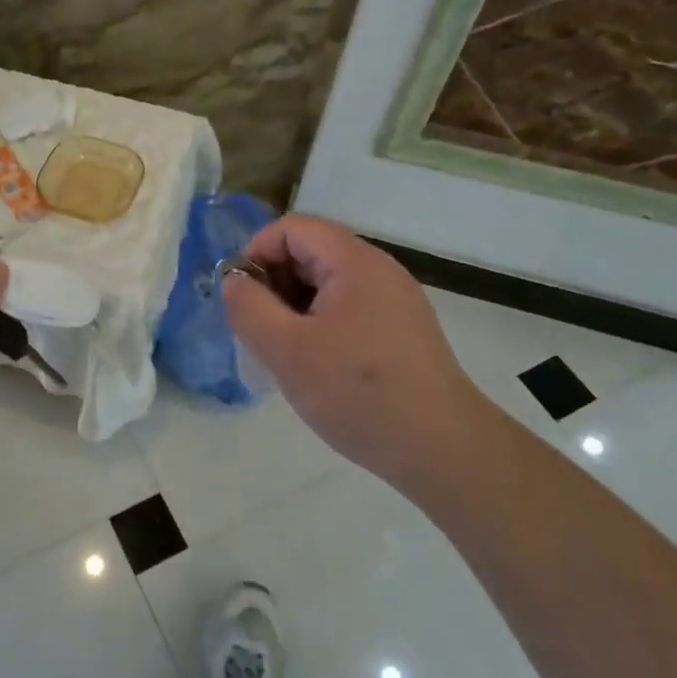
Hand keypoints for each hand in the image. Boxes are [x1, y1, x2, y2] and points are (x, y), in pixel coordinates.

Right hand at [222, 214, 483, 479]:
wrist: (442, 449)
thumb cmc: (358, 393)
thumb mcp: (286, 350)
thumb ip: (249, 307)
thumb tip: (234, 281)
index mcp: (354, 262)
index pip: (292, 228)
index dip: (256, 252)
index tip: (241, 298)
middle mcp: (379, 270)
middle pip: (311, 252)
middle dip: (274, 282)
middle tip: (258, 329)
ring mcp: (395, 301)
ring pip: (328, 284)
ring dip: (294, 307)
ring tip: (283, 352)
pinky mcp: (402, 331)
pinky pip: (349, 309)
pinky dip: (320, 324)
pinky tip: (315, 366)